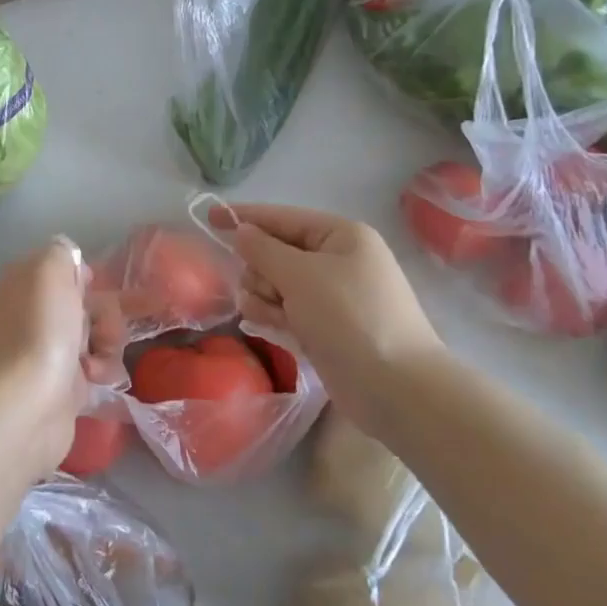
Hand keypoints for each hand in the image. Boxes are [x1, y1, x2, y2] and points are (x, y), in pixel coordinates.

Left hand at [0, 239, 105, 480]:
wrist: (25, 406)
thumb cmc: (40, 331)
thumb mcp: (50, 269)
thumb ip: (61, 252)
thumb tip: (69, 259)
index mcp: (26, 282)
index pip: (64, 267)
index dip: (85, 276)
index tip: (94, 287)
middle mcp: (33, 313)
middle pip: (86, 302)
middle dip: (106, 313)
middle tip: (104, 330)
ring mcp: (47, 350)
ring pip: (96, 335)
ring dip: (109, 343)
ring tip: (99, 361)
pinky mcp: (62, 386)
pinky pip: (96, 368)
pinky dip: (102, 371)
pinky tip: (97, 379)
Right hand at [210, 203, 444, 435]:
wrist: (397, 389)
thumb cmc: (349, 318)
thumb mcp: (300, 275)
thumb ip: (263, 249)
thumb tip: (241, 231)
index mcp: (341, 236)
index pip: (282, 217)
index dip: (245, 217)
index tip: (209, 216)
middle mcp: (338, 260)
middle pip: (276, 251)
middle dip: (260, 269)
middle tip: (266, 291)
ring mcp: (333, 295)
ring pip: (277, 283)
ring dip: (264, 296)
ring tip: (272, 316)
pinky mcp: (326, 326)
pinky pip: (286, 308)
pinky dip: (274, 314)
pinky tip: (266, 325)